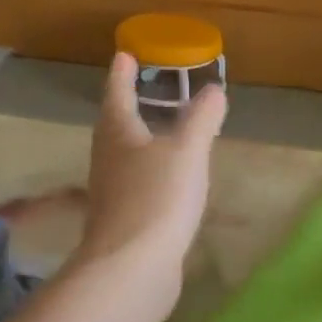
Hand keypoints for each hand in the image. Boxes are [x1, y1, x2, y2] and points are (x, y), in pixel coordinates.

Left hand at [75, 53, 227, 288]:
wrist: (133, 268)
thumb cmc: (157, 198)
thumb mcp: (187, 151)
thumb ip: (201, 119)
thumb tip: (213, 89)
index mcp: (118, 134)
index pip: (117, 94)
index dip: (122, 74)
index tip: (124, 54)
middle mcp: (108, 160)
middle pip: (115, 127)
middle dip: (129, 106)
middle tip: (144, 89)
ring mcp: (113, 194)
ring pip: (125, 157)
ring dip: (140, 141)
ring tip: (161, 132)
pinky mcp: (124, 222)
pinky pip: (137, 186)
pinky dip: (151, 173)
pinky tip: (169, 182)